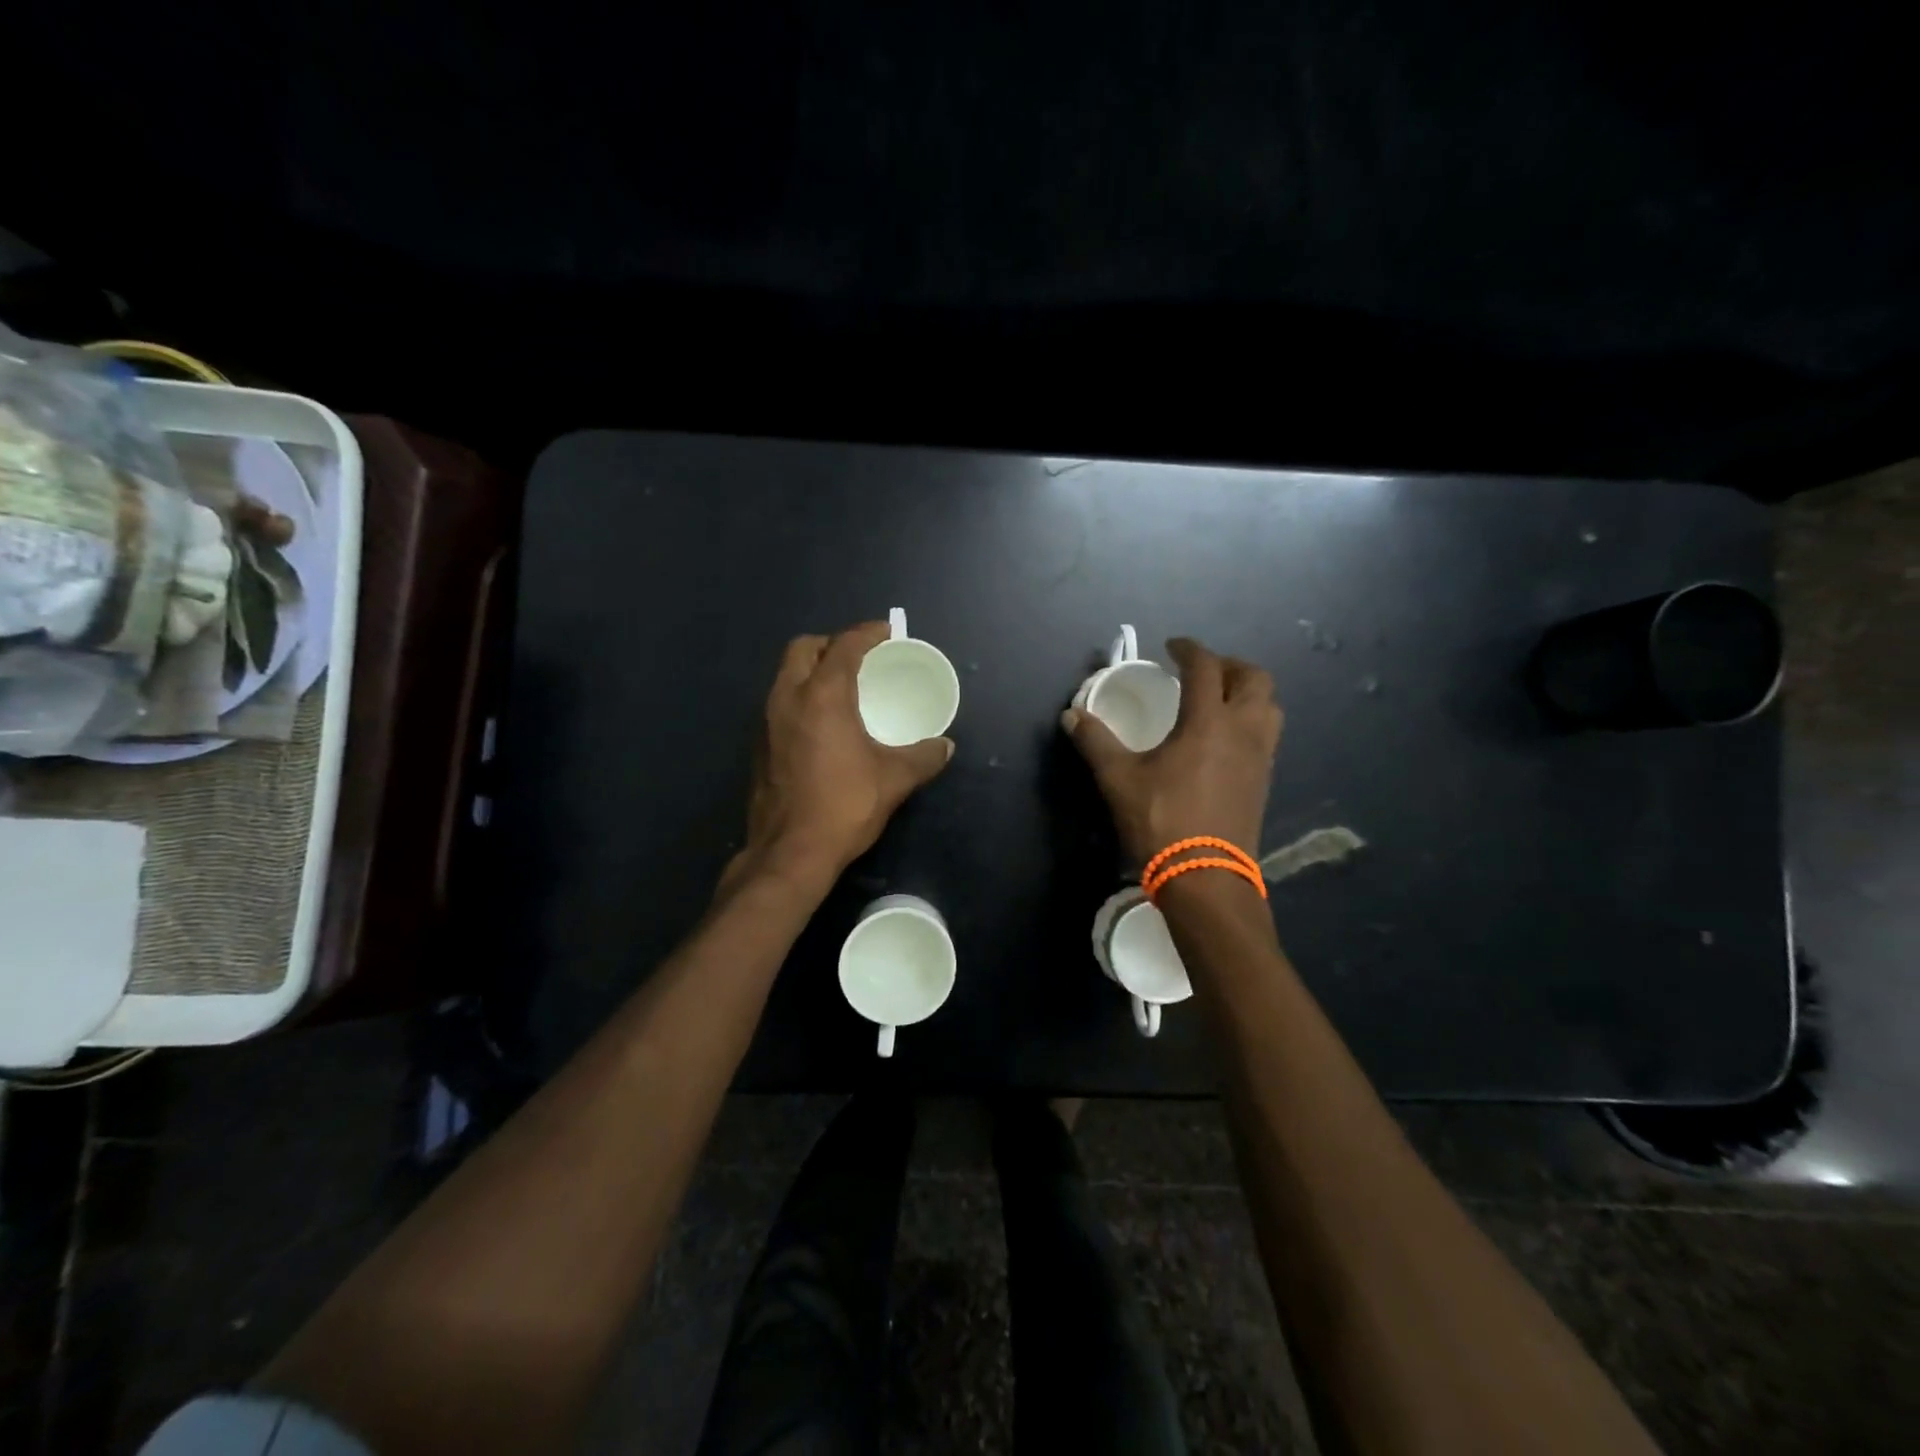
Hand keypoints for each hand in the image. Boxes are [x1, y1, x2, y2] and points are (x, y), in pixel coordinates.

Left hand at [732, 622, 953, 888]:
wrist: (790, 852)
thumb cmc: (844, 806)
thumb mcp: (894, 779)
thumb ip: (924, 757)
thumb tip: (945, 746)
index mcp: (822, 695)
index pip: (844, 645)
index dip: (867, 633)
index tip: (887, 633)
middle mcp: (787, 698)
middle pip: (804, 648)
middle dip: (832, 644)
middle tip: (860, 658)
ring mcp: (766, 721)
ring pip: (786, 675)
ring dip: (812, 670)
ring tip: (842, 687)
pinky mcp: (759, 745)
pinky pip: (780, 702)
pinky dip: (800, 697)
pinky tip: (821, 724)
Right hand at [1062, 637, 1281, 864]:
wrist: (1206, 877)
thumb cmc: (1162, 821)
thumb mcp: (1118, 780)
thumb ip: (1096, 742)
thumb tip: (1071, 715)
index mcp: (1208, 722)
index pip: (1205, 667)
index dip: (1188, 649)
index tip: (1172, 646)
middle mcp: (1243, 731)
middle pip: (1254, 679)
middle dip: (1229, 665)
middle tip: (1201, 671)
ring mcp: (1260, 757)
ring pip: (1269, 706)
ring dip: (1247, 693)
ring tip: (1219, 700)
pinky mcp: (1264, 781)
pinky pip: (1267, 734)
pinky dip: (1251, 721)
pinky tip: (1225, 739)